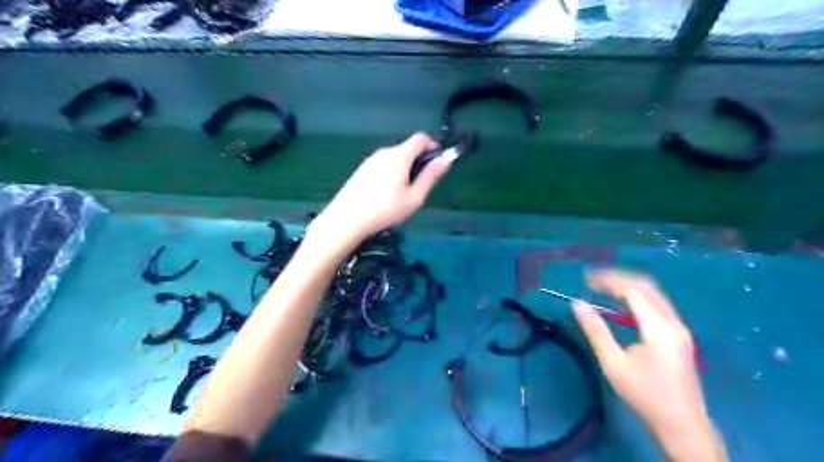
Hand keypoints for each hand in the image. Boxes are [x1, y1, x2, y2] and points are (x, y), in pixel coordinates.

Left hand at [310, 134, 449, 245]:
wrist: (347, 218)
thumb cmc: (385, 209)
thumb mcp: (414, 197)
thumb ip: (431, 176)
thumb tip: (445, 160)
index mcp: (399, 155)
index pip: (421, 138)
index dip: (433, 147)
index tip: (436, 164)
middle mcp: (385, 152)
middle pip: (408, 148)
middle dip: (419, 162)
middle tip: (419, 187)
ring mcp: (371, 159)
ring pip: (395, 158)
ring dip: (404, 169)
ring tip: (401, 195)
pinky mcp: (362, 169)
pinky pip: (383, 165)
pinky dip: (391, 173)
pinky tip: (385, 195)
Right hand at [571, 268, 722, 459]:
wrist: (682, 425)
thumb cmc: (645, 395)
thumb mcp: (613, 364)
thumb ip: (595, 331)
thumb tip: (577, 304)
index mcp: (659, 329)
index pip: (633, 291)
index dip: (608, 281)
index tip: (586, 279)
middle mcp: (673, 323)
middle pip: (646, 286)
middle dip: (618, 278)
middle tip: (592, 278)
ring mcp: (679, 329)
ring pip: (653, 294)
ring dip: (627, 285)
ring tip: (602, 286)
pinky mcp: (678, 335)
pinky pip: (656, 305)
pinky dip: (636, 297)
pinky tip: (620, 302)